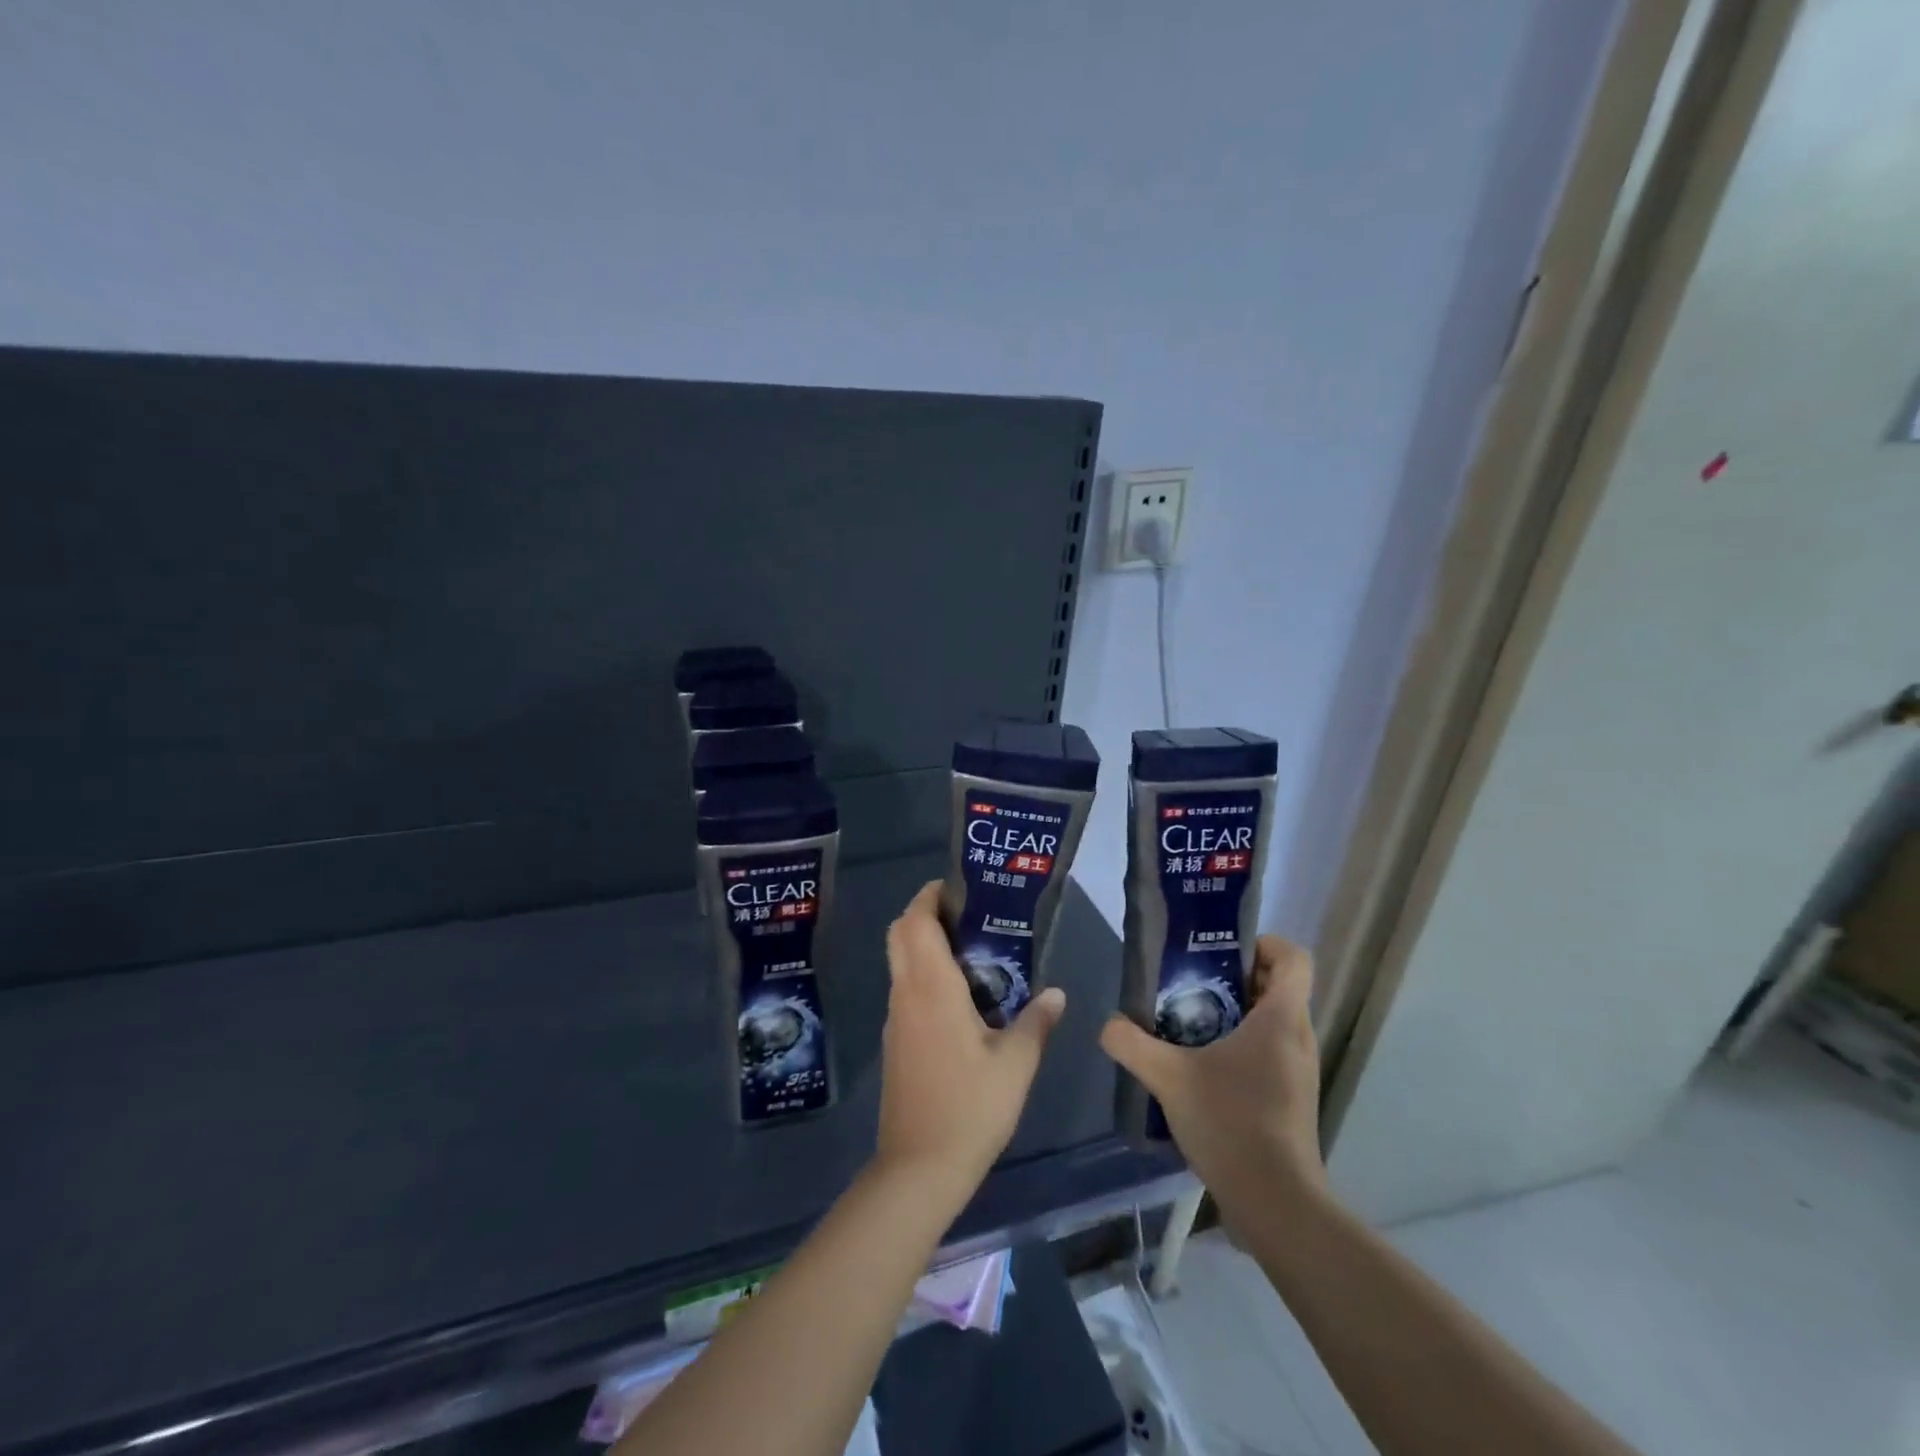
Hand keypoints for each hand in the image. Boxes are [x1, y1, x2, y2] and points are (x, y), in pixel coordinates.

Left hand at [874, 882, 1065, 1195]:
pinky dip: (924, 975)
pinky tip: (960, 997)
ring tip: (972, 951)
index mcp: (931, 987)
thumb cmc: (970, 1108)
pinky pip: (905, 989)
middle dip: (925, 913)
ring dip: (924, 944)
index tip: (959, 888)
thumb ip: (1036, 1022)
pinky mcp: (895, 1042)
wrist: (919, 1168)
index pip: (916, 921)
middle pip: (900, 933)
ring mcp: (896, 1018)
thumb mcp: (1016, 1065)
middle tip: (967, 916)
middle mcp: (906, 993)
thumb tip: (1057, 994)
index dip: (930, 896)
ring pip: (900, 961)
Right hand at [1099, 936, 1324, 1229]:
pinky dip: (1242, 1046)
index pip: (1294, 958)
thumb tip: (1108, 1023)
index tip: (1222, 951)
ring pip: (1274, 1021)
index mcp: (1280, 1019)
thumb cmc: (1231, 1122)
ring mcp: (1299, 1071)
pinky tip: (1203, 1068)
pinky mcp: (1292, 1099)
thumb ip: (1131, 1043)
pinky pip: (1271, 1052)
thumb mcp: (1168, 1077)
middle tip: (1191, 982)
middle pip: (1279, 986)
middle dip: (1236, 977)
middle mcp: (1298, 1038)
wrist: (1276, 1204)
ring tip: (1190, 1023)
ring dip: (1237, 1013)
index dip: (1264, 943)